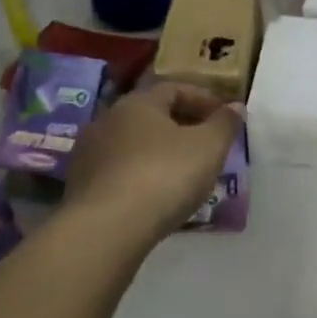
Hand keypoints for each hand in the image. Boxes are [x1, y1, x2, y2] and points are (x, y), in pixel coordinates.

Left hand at [64, 83, 243, 240]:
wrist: (106, 229)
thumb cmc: (164, 176)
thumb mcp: (208, 147)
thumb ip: (224, 124)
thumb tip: (235, 107)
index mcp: (138, 103)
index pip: (174, 88)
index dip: (204, 99)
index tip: (225, 116)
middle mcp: (107, 120)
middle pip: (151, 115)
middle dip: (182, 125)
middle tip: (208, 144)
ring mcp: (88, 153)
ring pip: (134, 144)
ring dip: (160, 151)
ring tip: (184, 172)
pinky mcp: (80, 186)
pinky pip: (120, 171)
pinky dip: (141, 175)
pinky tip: (157, 195)